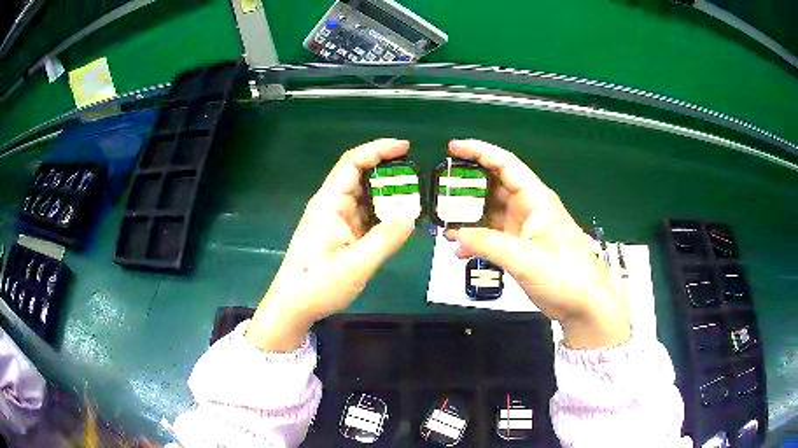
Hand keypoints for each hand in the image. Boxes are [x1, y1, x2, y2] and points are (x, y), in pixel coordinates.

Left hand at [246, 139, 414, 351]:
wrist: (293, 307)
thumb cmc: (319, 284)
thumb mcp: (357, 263)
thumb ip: (386, 238)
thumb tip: (413, 214)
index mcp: (329, 203)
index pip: (353, 163)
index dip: (378, 149)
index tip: (406, 147)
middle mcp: (331, 206)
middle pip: (359, 176)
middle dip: (388, 172)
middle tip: (417, 177)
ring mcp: (334, 221)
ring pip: (363, 197)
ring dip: (387, 195)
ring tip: (414, 198)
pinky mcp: (339, 235)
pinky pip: (364, 216)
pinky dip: (382, 215)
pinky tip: (399, 221)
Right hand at [444, 140, 629, 348]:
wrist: (583, 306)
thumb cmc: (565, 276)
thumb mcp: (525, 258)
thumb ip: (488, 243)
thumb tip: (456, 235)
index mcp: (536, 200)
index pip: (505, 164)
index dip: (479, 151)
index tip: (453, 147)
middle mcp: (529, 208)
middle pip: (494, 186)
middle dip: (468, 186)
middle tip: (440, 191)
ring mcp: (524, 229)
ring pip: (491, 212)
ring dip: (469, 217)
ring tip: (444, 223)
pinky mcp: (521, 248)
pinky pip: (493, 236)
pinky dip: (476, 239)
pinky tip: (460, 249)